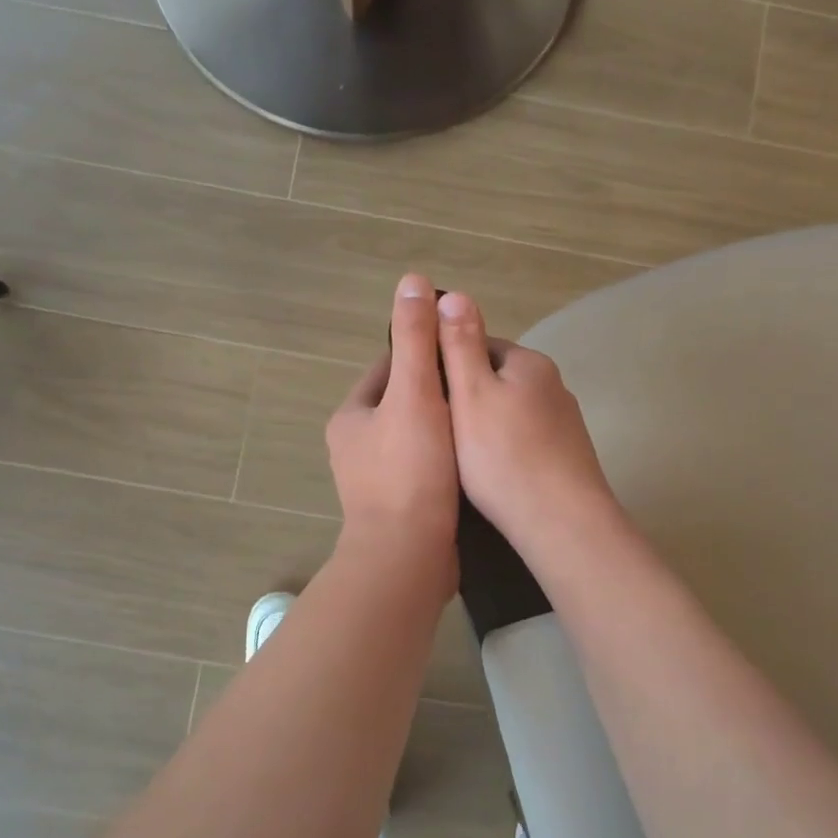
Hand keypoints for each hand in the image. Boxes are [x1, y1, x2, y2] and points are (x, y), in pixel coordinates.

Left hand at [326, 274, 461, 594]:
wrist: (408, 557)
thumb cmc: (410, 470)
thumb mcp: (415, 394)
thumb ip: (416, 340)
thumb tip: (412, 281)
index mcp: (352, 416)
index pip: (389, 367)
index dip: (425, 354)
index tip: (461, 352)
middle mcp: (356, 446)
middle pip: (404, 402)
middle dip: (439, 393)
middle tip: (482, 387)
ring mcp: (375, 481)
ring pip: (416, 437)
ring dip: (446, 428)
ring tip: (485, 420)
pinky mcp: (398, 508)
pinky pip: (425, 468)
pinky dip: (447, 459)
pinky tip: (477, 458)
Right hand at [435, 291, 619, 555]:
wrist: (562, 524)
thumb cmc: (504, 456)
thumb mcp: (471, 394)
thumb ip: (460, 345)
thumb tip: (454, 293)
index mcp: (529, 363)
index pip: (478, 343)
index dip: (445, 362)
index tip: (422, 391)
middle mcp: (553, 385)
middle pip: (496, 378)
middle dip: (465, 396)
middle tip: (434, 427)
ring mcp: (565, 423)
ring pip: (510, 411)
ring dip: (484, 424)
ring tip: (456, 455)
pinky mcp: (568, 457)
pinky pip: (526, 440)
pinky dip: (505, 449)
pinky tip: (491, 474)